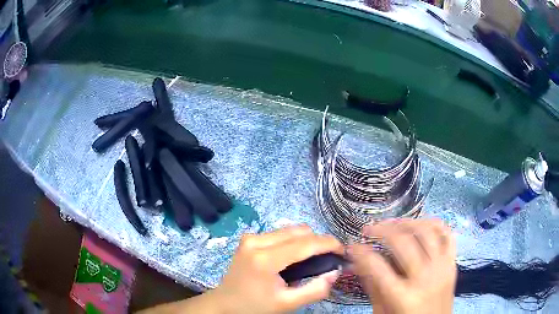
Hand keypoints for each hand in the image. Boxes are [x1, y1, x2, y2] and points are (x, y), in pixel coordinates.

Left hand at [213, 225, 343, 313]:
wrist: (225, 303)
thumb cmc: (255, 306)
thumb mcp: (287, 304)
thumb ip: (315, 290)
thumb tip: (335, 272)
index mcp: (265, 260)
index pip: (305, 243)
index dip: (328, 244)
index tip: (343, 251)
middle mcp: (256, 241)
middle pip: (299, 231)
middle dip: (318, 242)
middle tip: (327, 258)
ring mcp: (250, 237)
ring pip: (290, 229)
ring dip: (306, 240)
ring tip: (312, 258)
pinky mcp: (249, 238)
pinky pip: (280, 233)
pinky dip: (293, 241)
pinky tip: (294, 256)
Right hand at [349, 219, 455, 313]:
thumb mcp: (382, 311)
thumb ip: (372, 286)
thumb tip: (357, 263)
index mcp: (403, 296)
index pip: (377, 266)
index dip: (361, 252)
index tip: (352, 245)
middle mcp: (425, 278)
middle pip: (403, 242)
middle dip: (382, 230)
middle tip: (369, 229)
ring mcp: (442, 268)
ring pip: (427, 231)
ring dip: (407, 222)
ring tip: (393, 224)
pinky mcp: (452, 263)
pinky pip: (447, 235)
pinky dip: (434, 224)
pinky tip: (421, 224)